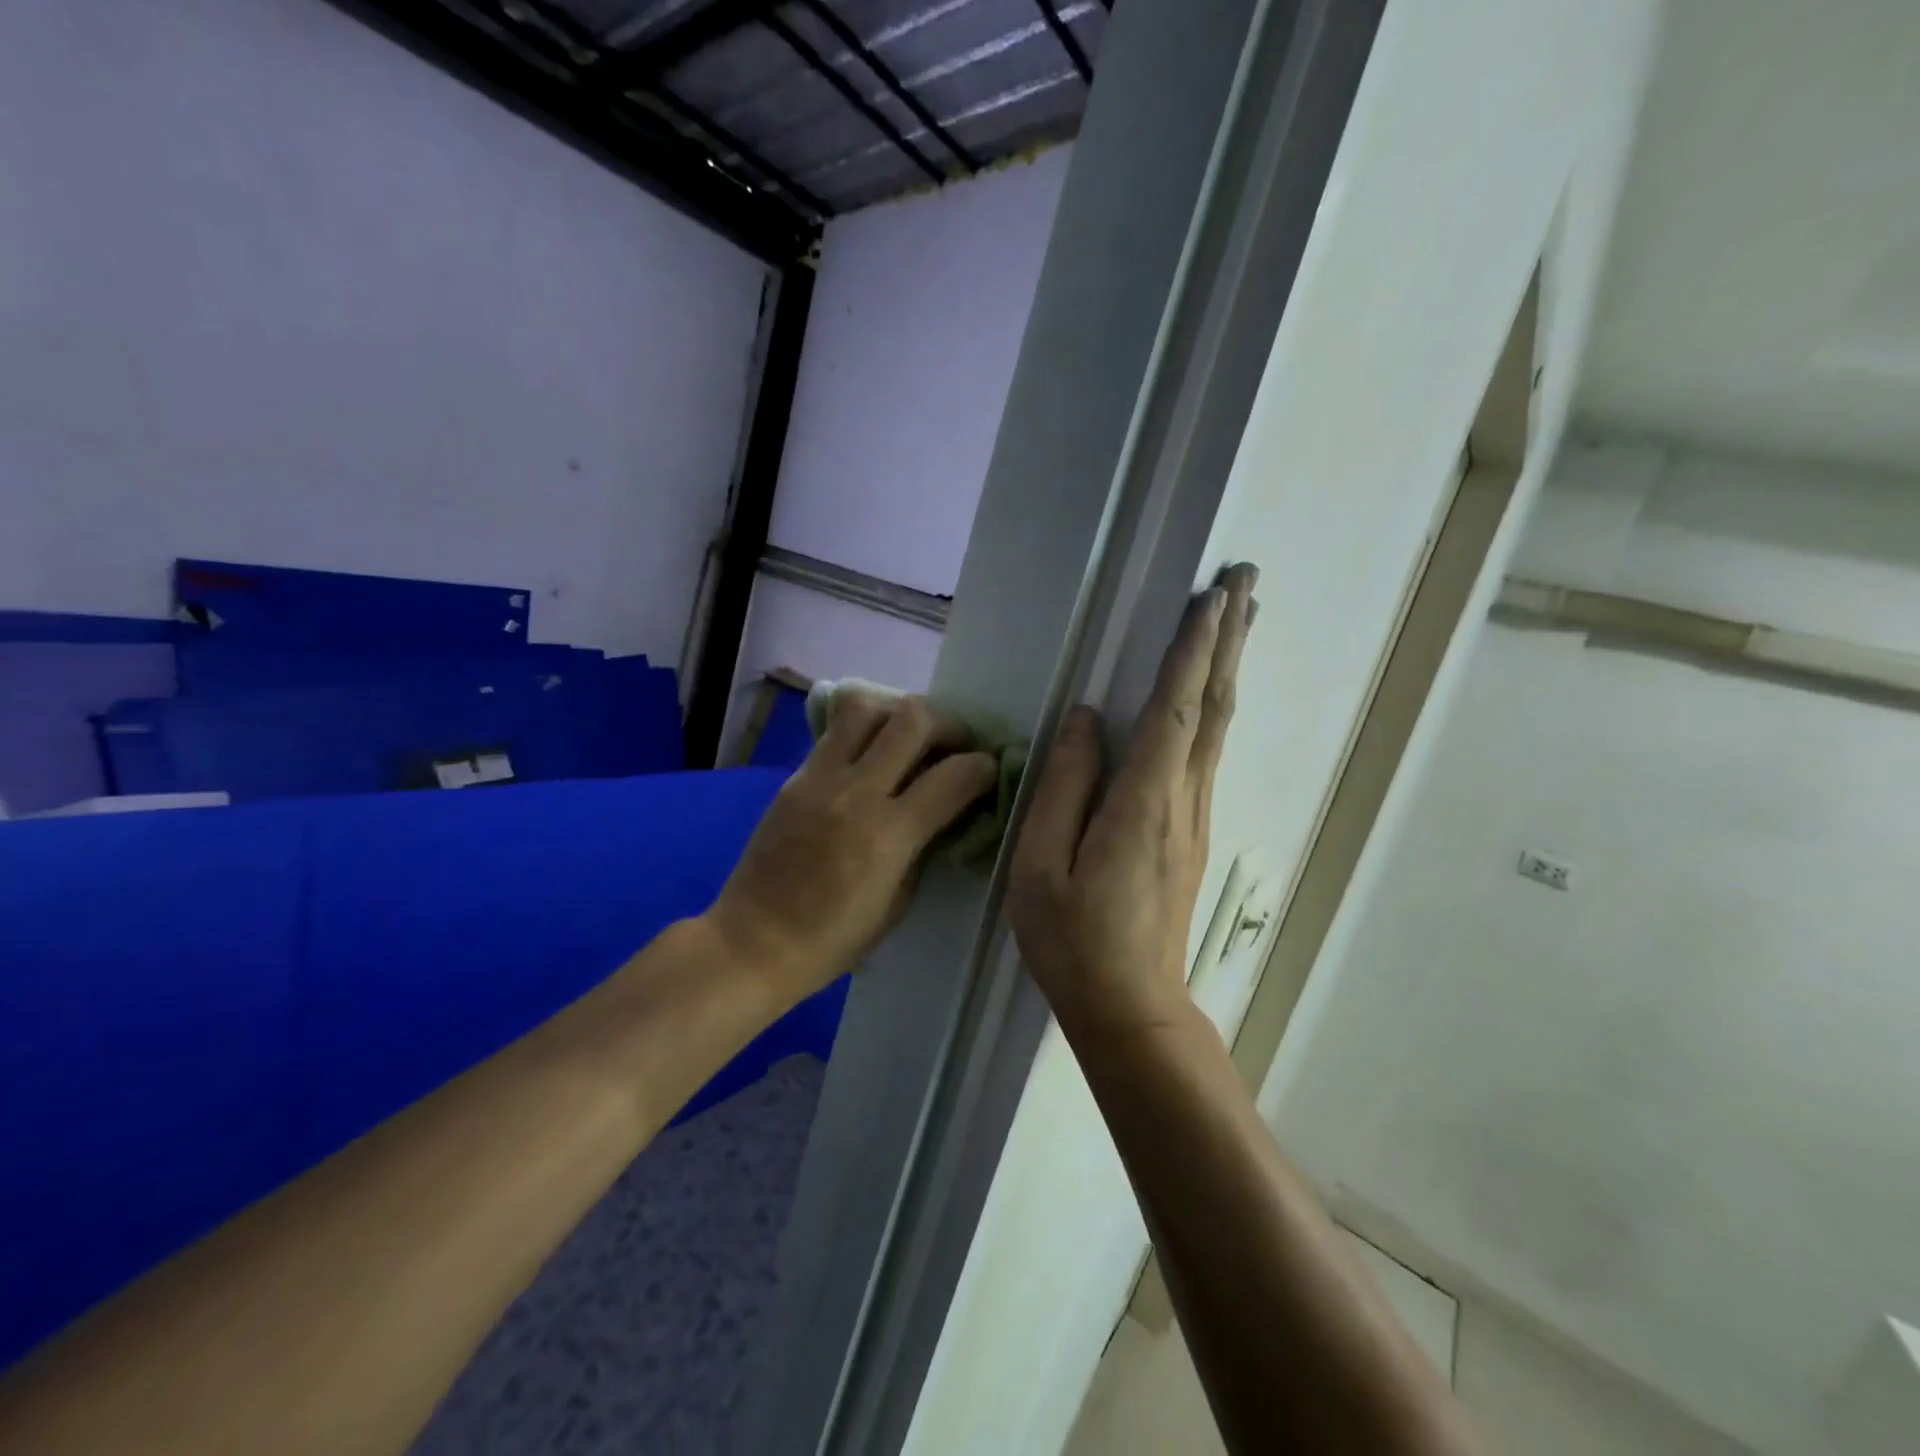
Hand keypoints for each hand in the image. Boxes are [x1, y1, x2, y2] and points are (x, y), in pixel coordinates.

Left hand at [707, 694, 998, 1004]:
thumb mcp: (899, 903)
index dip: (983, 768)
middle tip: (954, 744)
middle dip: (948, 723)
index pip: (954, 776)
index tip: (988, 772)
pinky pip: (834, 731)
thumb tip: (947, 810)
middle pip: (912, 719)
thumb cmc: (833, 939)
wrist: (754, 941)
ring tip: (908, 737)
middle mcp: (856, 792)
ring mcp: (819, 778)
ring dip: (898, 712)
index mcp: (888, 835)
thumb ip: (925, 847)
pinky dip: (863, 730)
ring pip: (865, 706)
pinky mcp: (795, 776)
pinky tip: (871, 754)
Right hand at [1010, 563, 1258, 1039]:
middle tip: (1246, 582)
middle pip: (1212, 707)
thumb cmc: (1074, 940)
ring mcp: (1194, 818)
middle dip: (1228, 641)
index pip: (1174, 709)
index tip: (1212, 596)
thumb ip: (1064, 785)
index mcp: (1143, 803)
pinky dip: (1212, 708)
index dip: (1193, 650)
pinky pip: (1205, 753)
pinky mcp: (1190, 834)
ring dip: (1225, 668)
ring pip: (1216, 728)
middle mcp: (1182, 800)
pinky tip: (1208, 696)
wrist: (1131, 1006)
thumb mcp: (1043, 864)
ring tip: (1237, 619)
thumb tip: (1085, 718)